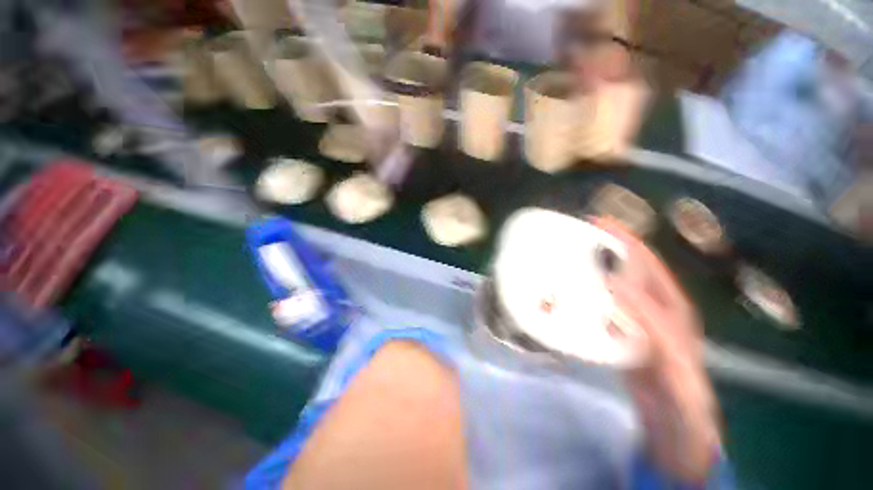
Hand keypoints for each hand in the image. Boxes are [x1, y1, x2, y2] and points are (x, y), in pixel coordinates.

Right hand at [592, 217, 721, 483]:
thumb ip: (649, 318)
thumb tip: (613, 281)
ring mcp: (632, 318)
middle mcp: (649, 304)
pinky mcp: (617, 331)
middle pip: (623, 268)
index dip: (623, 238)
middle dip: (601, 249)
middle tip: (571, 240)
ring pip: (608, 286)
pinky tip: (566, 296)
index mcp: (668, 302)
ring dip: (589, 272)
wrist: (674, 421)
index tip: (596, 222)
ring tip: (563, 262)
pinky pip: (598, 306)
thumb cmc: (681, 387)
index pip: (644, 260)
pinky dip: (583, 297)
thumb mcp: (672, 352)